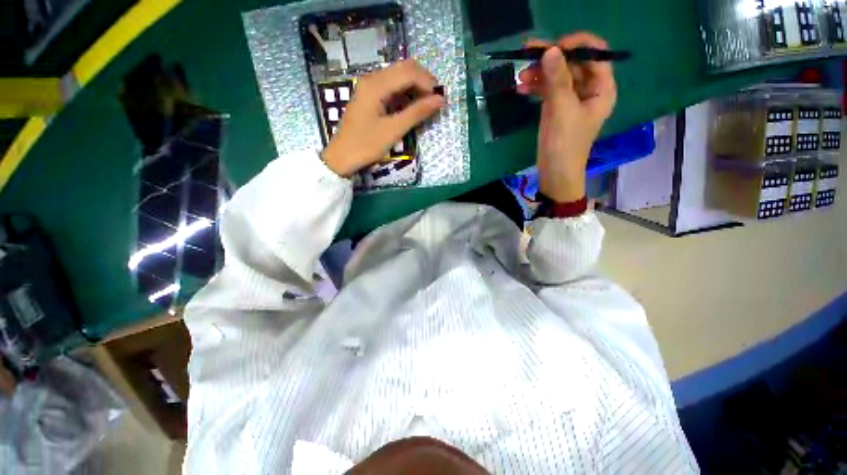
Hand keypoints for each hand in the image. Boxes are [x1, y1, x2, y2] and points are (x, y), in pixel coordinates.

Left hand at [322, 60, 445, 176]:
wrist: (341, 157)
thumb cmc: (366, 145)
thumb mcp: (393, 130)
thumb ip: (417, 113)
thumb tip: (440, 100)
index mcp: (376, 85)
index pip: (409, 72)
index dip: (428, 83)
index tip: (441, 100)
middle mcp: (372, 79)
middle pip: (404, 69)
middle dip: (423, 82)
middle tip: (436, 101)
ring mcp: (370, 87)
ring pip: (399, 77)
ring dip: (415, 87)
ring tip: (427, 106)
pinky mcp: (370, 96)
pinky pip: (392, 87)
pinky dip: (405, 94)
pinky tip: (412, 107)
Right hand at [517, 33, 616, 202]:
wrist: (555, 172)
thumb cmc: (565, 144)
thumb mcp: (562, 111)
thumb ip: (557, 80)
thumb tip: (550, 50)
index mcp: (601, 87)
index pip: (594, 53)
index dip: (575, 45)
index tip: (552, 48)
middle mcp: (589, 88)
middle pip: (573, 62)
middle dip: (551, 59)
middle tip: (527, 56)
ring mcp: (571, 98)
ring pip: (557, 75)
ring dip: (539, 73)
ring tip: (520, 77)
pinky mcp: (556, 107)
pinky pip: (547, 89)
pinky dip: (535, 87)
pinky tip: (521, 88)